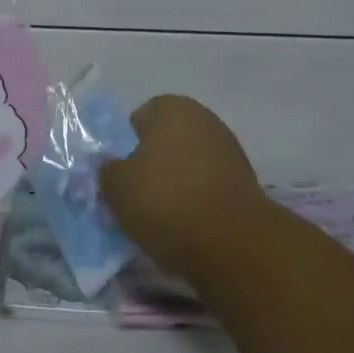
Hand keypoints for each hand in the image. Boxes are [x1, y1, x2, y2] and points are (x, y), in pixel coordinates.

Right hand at [99, 94, 268, 286]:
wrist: (233, 244)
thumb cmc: (166, 201)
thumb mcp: (116, 187)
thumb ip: (107, 170)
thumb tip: (112, 167)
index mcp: (172, 108)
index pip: (139, 118)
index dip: (126, 145)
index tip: (121, 175)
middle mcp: (204, 119)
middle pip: (166, 141)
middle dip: (152, 164)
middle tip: (137, 196)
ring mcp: (230, 151)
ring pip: (188, 165)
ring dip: (176, 184)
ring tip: (162, 218)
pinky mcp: (246, 184)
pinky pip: (208, 187)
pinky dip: (197, 202)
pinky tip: (188, 227)